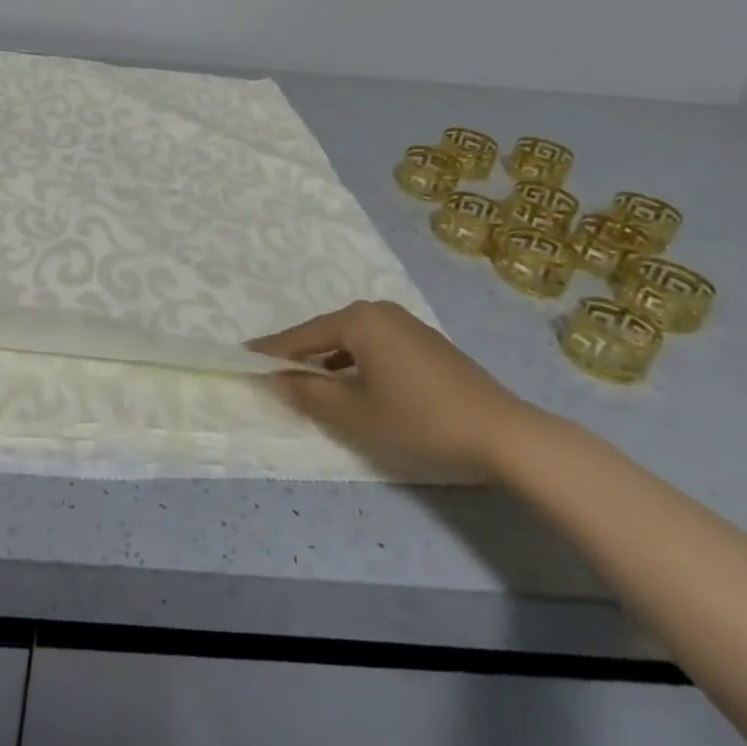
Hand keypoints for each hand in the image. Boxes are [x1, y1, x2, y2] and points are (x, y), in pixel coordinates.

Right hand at [249, 302, 534, 480]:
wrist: (504, 435)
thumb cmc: (418, 420)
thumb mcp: (354, 414)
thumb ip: (307, 393)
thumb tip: (276, 378)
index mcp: (358, 319)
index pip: (301, 336)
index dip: (271, 351)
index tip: (242, 357)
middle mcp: (379, 311)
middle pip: (326, 333)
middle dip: (300, 355)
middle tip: (274, 374)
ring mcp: (406, 324)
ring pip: (351, 341)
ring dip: (329, 362)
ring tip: (310, 384)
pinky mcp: (426, 343)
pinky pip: (375, 346)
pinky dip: (356, 363)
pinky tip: (355, 386)